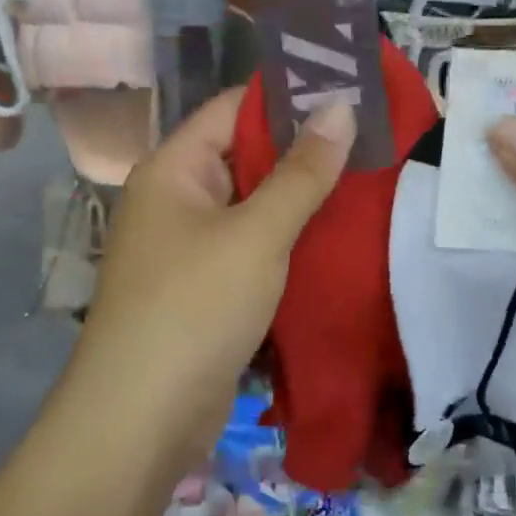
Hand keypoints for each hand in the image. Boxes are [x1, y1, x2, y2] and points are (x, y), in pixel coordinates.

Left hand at [63, 90, 354, 474]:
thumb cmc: (194, 308)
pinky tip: (340, 239)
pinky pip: (255, 249)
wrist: (141, 421)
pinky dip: (292, 242)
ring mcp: (191, 248)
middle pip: (247, 157)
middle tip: (374, 141)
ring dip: (304, 201)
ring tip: (371, 183)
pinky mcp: (208, 289)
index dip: (289, 98)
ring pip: (256, 207)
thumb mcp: (256, 234)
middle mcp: (177, 200)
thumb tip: (341, 107)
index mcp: (174, 170)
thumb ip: (302, 172)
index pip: (234, 110)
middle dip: (306, 152)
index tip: (350, 94)